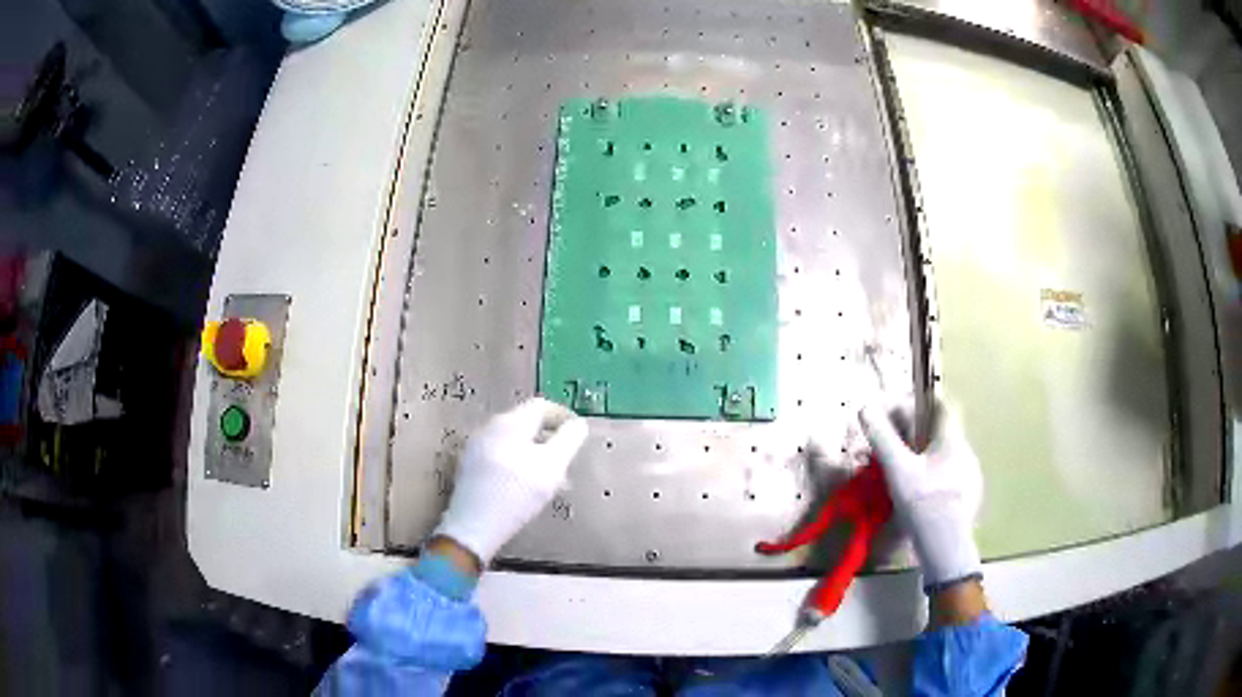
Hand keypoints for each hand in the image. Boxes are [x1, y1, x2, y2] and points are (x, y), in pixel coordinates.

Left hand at [433, 398, 588, 564]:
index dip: (563, 416)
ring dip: (536, 453)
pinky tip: (525, 487)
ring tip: (550, 479)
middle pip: (526, 423)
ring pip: (514, 441)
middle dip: (550, 438)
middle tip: (566, 460)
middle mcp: (489, 427)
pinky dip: (519, 463)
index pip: (541, 406)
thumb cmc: (516, 494)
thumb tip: (578, 424)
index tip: (577, 435)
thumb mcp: (552, 467)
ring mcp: (476, 447)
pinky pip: (501, 455)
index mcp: (509, 422)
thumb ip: (569, 440)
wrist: (473, 527)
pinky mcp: (470, 466)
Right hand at [859, 398, 982, 588]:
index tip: (907, 411)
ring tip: (910, 476)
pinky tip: (925, 497)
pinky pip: (954, 478)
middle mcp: (966, 452)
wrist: (946, 544)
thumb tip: (864, 407)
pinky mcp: (972, 498)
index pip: (944, 407)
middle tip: (900, 449)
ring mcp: (972, 476)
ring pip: (949, 457)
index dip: (926, 404)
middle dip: (922, 437)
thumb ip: (882, 438)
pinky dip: (939, 480)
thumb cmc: (923, 501)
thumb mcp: (897, 470)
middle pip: (944, 434)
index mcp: (951, 440)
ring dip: (930, 459)